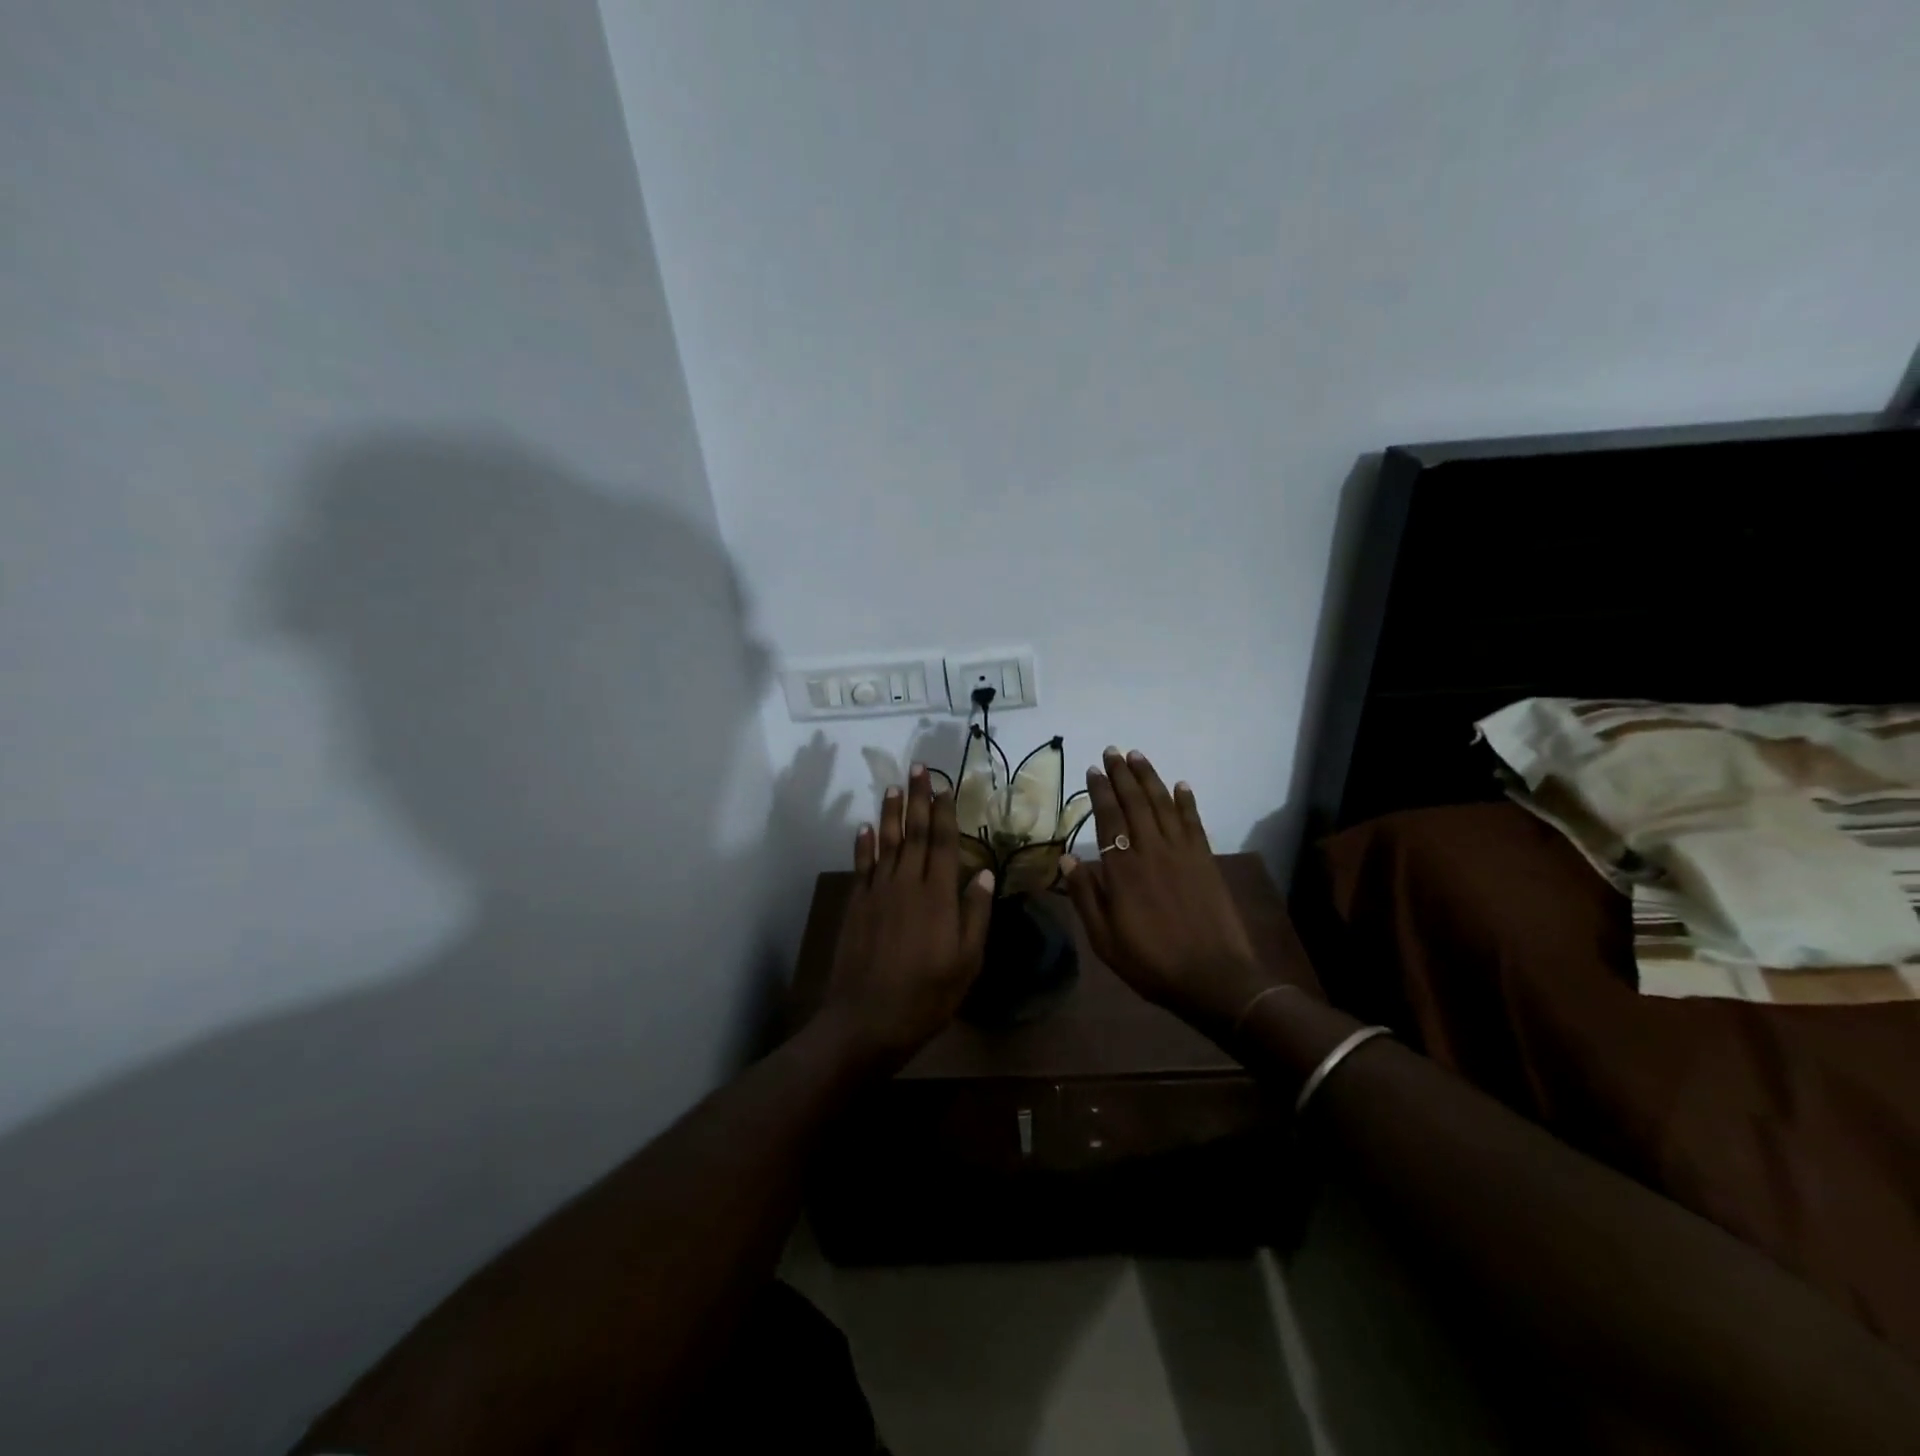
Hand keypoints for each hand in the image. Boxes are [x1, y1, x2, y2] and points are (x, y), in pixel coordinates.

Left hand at [820, 764, 993, 1070]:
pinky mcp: (856, 905)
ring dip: (890, 813)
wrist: (867, 1020)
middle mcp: (906, 884)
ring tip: (894, 787)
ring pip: (886, 842)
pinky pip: (861, 866)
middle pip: (913, 833)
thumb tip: (983, 872)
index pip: (942, 842)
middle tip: (918, 768)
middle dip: (917, 799)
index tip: (944, 785)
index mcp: (938, 895)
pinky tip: (865, 827)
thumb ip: (975, 913)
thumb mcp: (967, 961)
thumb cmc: (927, 995)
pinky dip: (863, 844)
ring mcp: (877, 892)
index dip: (943, 811)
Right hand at [1059, 748, 1280, 1037]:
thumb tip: (1067, 859)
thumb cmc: (1152, 962)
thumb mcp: (1105, 939)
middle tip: (1112, 751)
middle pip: (1135, 802)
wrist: (1214, 978)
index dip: (1100, 791)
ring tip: (1138, 756)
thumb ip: (1086, 897)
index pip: (1109, 818)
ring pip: (1163, 804)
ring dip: (1150, 778)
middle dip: (1122, 774)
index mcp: (1123, 869)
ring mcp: (1182, 852)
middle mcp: (1152, 850)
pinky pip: (1194, 821)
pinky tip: (1180, 785)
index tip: (1093, 770)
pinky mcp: (1205, 859)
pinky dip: (1186, 801)